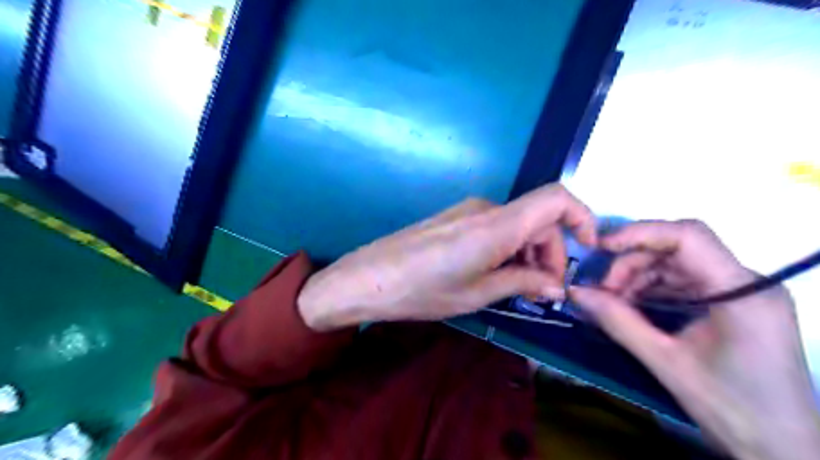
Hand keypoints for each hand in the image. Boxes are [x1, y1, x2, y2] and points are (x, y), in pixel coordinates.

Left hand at [298, 185, 592, 331]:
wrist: (367, 278)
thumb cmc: (422, 290)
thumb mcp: (477, 293)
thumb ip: (522, 282)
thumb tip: (557, 285)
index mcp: (497, 225)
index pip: (556, 199)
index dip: (582, 217)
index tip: (588, 250)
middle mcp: (486, 209)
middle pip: (538, 219)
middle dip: (551, 253)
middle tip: (543, 292)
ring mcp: (468, 211)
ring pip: (517, 225)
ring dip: (528, 254)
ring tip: (518, 289)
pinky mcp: (455, 219)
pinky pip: (495, 227)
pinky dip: (508, 249)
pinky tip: (495, 275)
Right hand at [573, 221, 819, 458]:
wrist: (783, 451)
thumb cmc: (732, 410)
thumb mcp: (666, 362)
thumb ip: (618, 321)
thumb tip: (576, 292)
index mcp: (742, 292)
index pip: (688, 236)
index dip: (640, 233)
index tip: (602, 248)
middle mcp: (747, 282)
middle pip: (678, 249)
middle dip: (633, 264)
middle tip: (603, 291)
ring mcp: (742, 292)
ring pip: (678, 264)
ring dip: (640, 277)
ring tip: (614, 302)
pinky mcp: (734, 304)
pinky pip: (684, 282)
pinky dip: (653, 289)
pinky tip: (633, 306)